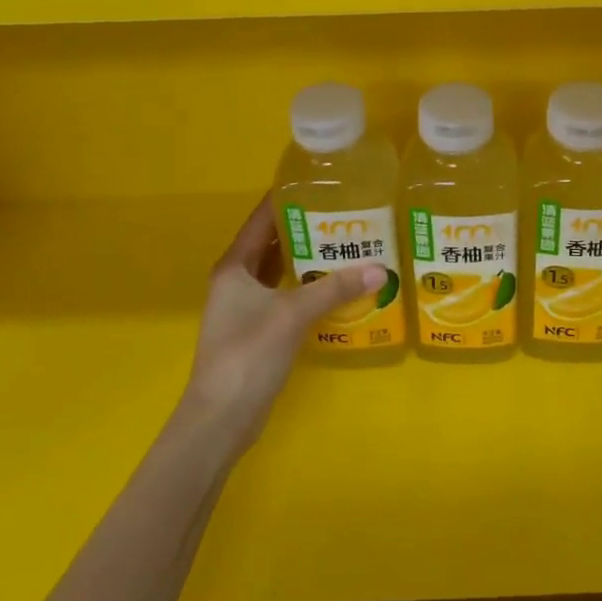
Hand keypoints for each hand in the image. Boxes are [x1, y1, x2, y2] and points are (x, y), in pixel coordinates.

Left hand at [179, 197, 385, 452]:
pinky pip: (285, 296)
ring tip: (345, 242)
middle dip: (304, 228)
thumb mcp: (294, 313)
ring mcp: (245, 308)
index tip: (318, 182)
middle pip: (272, 243)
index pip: (261, 219)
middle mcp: (236, 281)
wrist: (221, 418)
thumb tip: (380, 269)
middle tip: (343, 212)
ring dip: (307, 259)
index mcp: (235, 266)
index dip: (285, 199)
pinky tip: (335, 286)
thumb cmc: (249, 353)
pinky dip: (307, 287)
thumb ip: (336, 288)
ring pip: (279, 271)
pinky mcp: (257, 331)